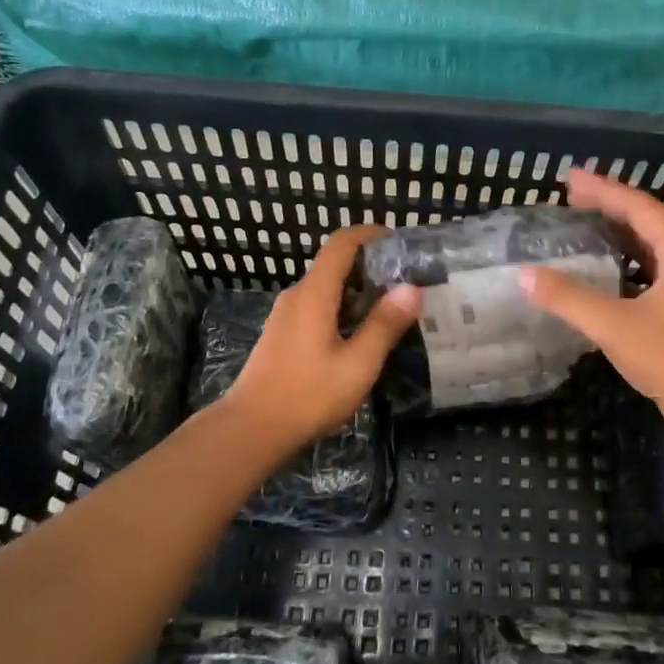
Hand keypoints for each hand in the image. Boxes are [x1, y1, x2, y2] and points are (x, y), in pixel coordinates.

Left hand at [224, 225, 420, 450]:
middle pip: (334, 264)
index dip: (369, 234)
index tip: (398, 241)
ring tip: (389, 310)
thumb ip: (384, 324)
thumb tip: (411, 288)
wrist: (252, 428)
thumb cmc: (308, 394)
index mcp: (315, 294)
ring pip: (326, 288)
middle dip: (369, 266)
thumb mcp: (358, 363)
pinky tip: (359, 335)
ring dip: (356, 291)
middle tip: (405, 283)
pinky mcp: (282, 335)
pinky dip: (342, 308)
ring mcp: (285, 315)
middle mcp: (297, 296)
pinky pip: (316, 307)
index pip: (341, 244)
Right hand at [519, 169, 663, 436]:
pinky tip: (603, 265)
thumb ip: (568, 298)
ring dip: (617, 230)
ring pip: (649, 243)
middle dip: (608, 204)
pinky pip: (649, 265)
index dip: (603, 189)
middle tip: (570, 195)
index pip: (638, 207)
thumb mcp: (613, 325)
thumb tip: (525, 275)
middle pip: (645, 219)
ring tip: (583, 220)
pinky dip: (624, 256)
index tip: (568, 178)